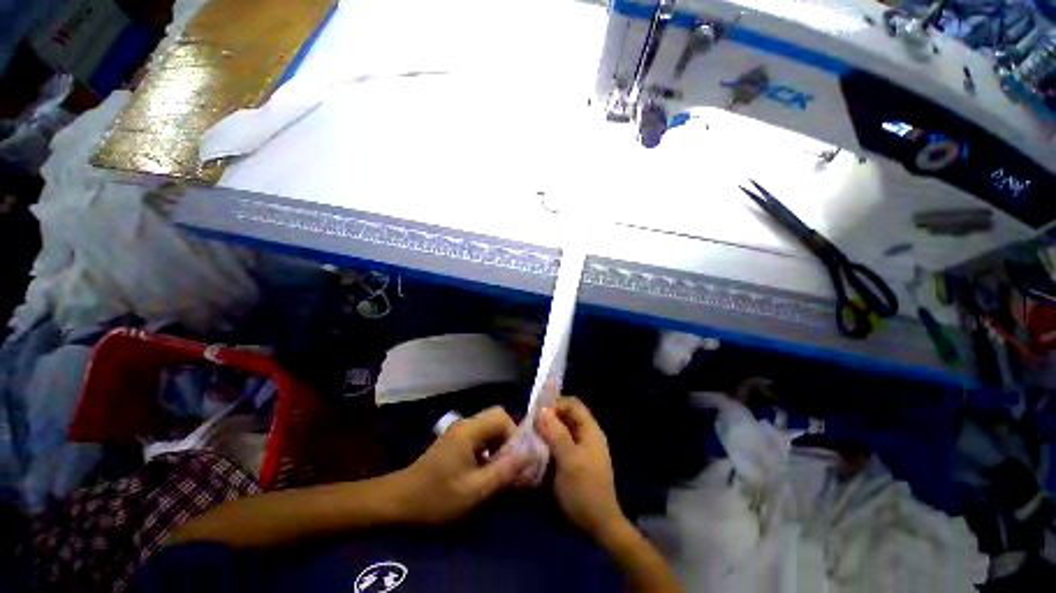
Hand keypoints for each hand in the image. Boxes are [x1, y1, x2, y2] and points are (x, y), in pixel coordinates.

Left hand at [394, 407, 523, 524]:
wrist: (400, 501)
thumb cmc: (436, 496)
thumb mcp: (474, 490)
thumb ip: (503, 472)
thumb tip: (529, 457)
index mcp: (469, 430)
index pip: (502, 416)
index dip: (514, 435)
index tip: (514, 460)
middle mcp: (466, 424)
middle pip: (497, 418)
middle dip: (509, 439)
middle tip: (509, 463)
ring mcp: (460, 431)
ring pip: (490, 427)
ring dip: (500, 444)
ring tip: (498, 468)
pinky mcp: (456, 440)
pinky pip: (481, 435)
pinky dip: (489, 448)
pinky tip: (485, 469)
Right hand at [536, 397, 626, 539]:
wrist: (599, 524)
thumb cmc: (584, 489)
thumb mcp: (568, 459)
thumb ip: (556, 433)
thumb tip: (542, 410)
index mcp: (590, 430)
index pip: (573, 404)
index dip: (555, 404)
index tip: (537, 414)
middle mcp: (587, 435)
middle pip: (567, 416)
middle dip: (549, 417)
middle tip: (531, 426)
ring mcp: (582, 448)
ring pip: (563, 429)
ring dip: (548, 430)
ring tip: (531, 436)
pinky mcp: (576, 460)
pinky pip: (561, 443)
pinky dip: (550, 443)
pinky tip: (538, 450)